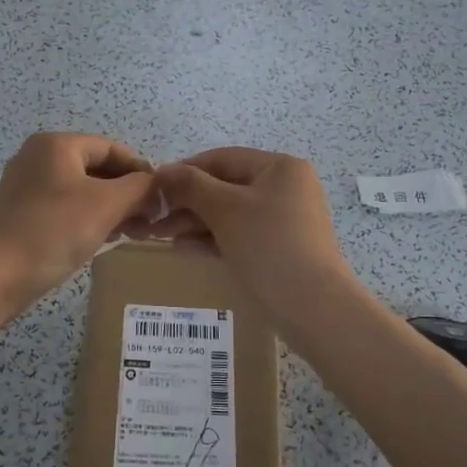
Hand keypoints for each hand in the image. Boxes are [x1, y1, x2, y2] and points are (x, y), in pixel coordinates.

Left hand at [0, 133, 155, 305]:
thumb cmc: (53, 231)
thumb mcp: (107, 204)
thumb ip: (140, 188)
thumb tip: (156, 188)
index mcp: (56, 145)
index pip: (111, 148)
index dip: (140, 171)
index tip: (160, 199)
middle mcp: (37, 157)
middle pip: (96, 168)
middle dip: (126, 193)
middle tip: (148, 221)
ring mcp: (25, 186)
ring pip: (81, 190)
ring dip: (109, 208)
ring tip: (131, 232)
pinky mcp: (20, 213)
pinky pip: (64, 207)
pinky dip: (86, 218)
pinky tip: (102, 239)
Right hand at [132, 147, 354, 322]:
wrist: (313, 307)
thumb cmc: (268, 245)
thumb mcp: (225, 209)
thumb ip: (191, 186)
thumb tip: (162, 170)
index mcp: (280, 168)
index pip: (223, 159)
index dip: (185, 171)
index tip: (153, 188)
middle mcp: (286, 188)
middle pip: (226, 186)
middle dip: (188, 202)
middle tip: (154, 218)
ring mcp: (286, 220)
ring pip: (231, 213)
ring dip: (196, 222)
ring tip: (163, 236)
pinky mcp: (281, 248)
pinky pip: (241, 234)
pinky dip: (214, 239)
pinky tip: (185, 249)